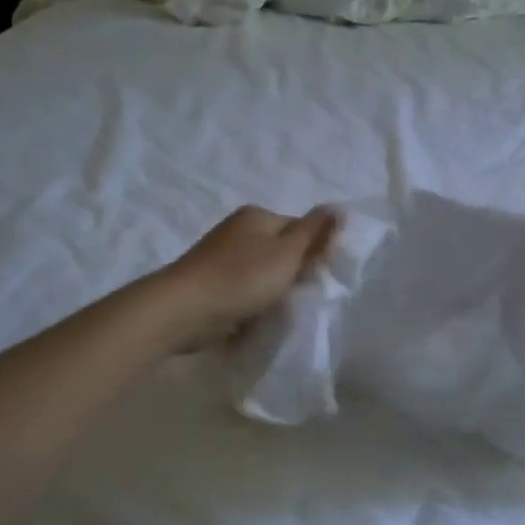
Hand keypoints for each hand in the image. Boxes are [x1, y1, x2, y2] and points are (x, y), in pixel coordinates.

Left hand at [159, 204, 338, 349]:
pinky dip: (251, 302)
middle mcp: (238, 230)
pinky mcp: (210, 283)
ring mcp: (220, 257)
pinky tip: (255, 317)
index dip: (314, 253)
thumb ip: (315, 232)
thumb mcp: (287, 253)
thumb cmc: (241, 278)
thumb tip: (340, 207)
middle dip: (292, 274)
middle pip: (280, 251)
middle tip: (302, 297)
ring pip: (262, 273)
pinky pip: (243, 290)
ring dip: (272, 291)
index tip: (319, 278)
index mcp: (257, 216)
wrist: (184, 310)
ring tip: (279, 311)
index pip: (300, 229)